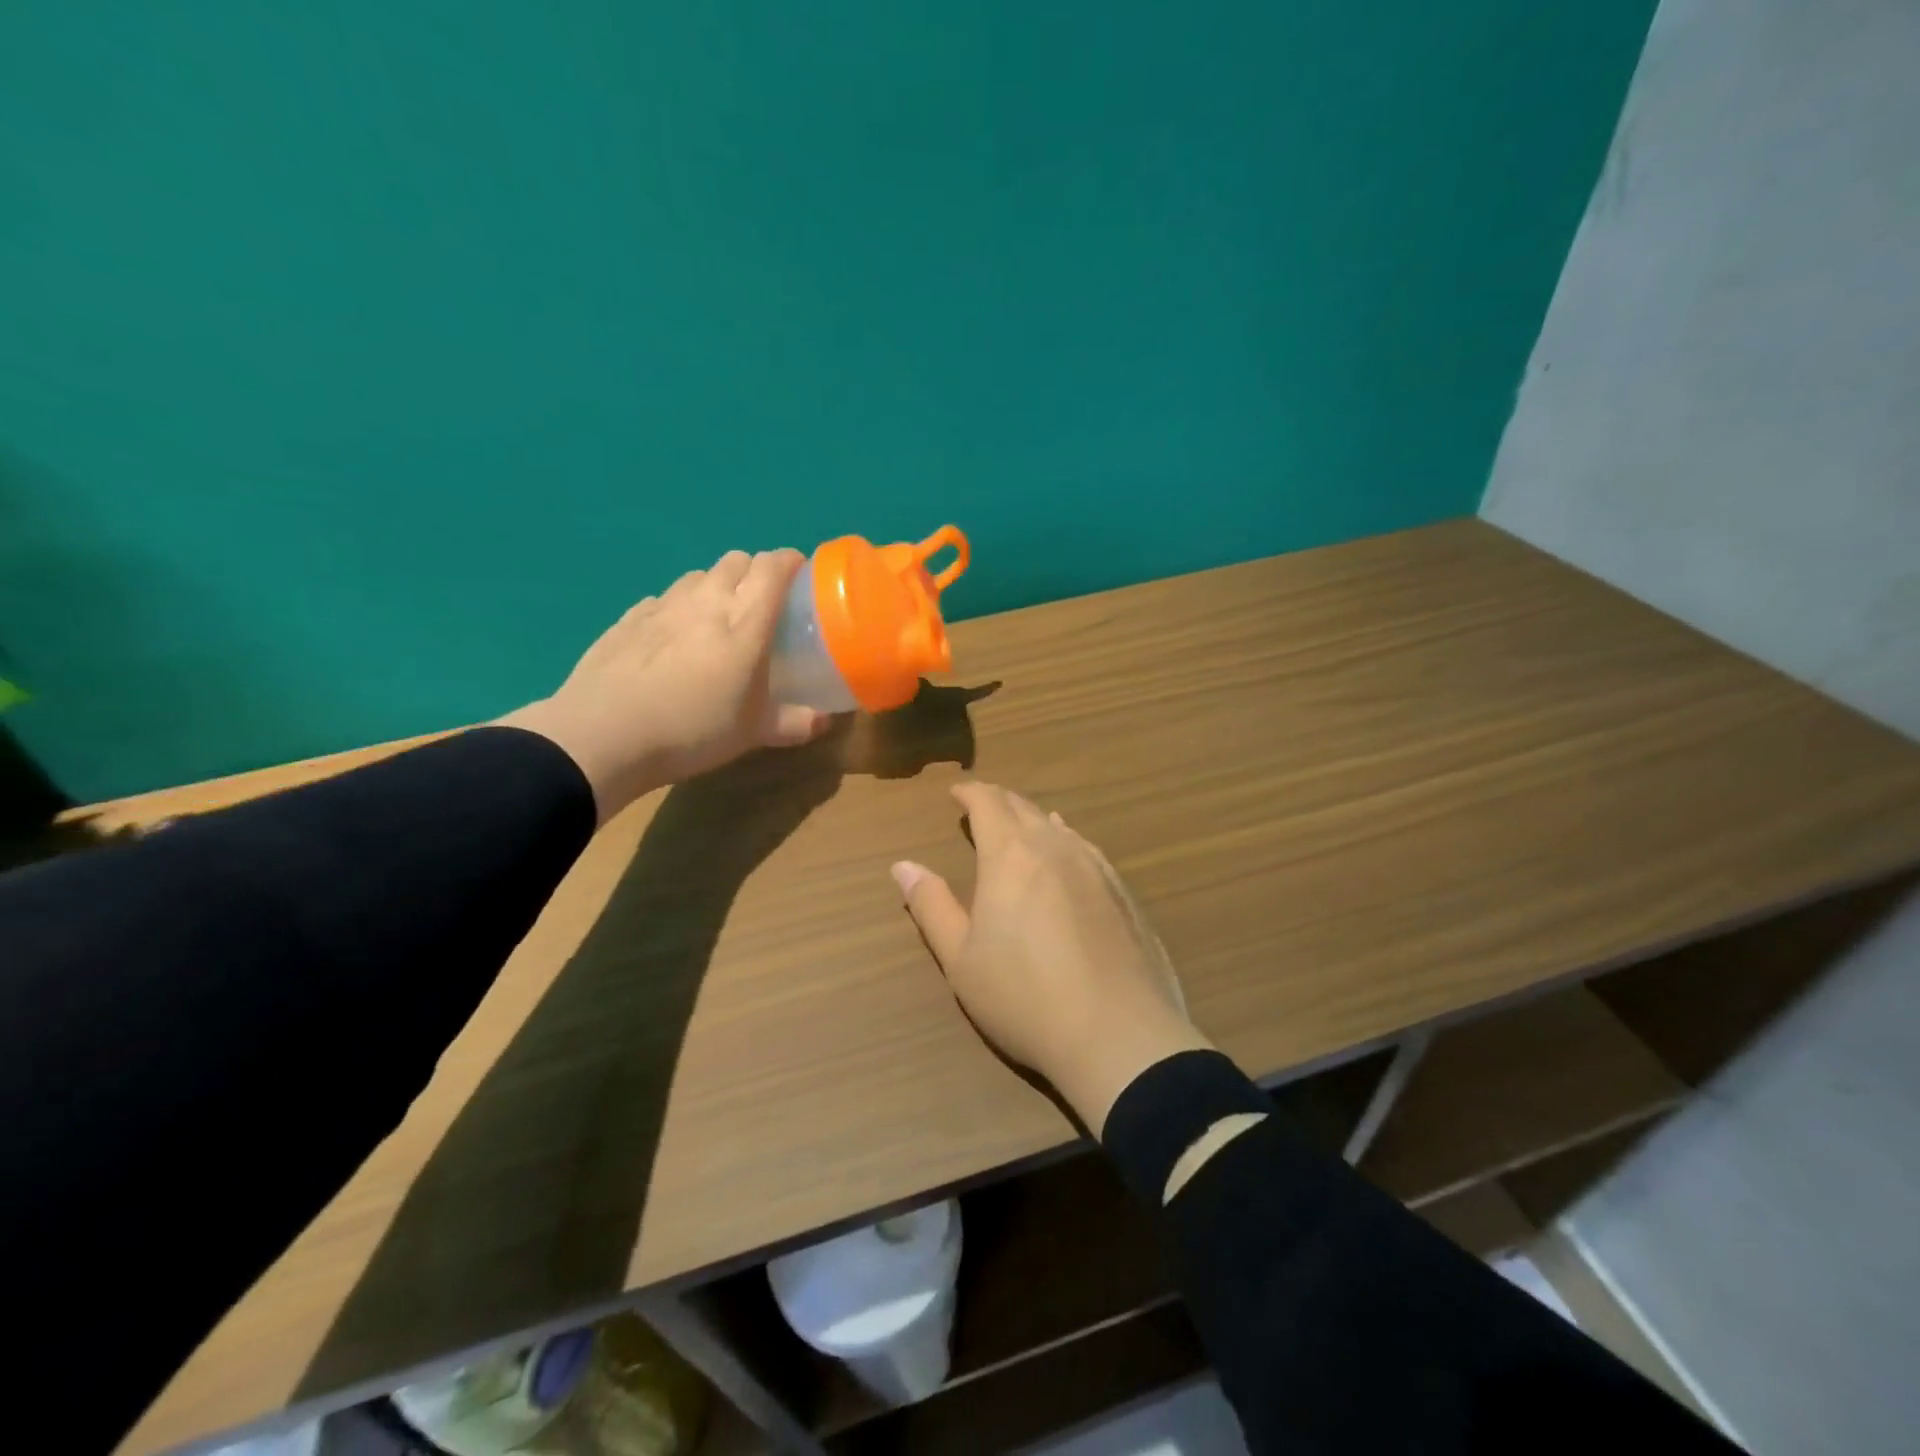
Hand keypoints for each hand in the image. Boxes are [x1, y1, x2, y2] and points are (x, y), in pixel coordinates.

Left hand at [502, 549, 829, 819]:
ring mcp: (663, 606)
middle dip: (755, 572)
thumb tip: (825, 720)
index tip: (801, 578)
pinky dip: (678, 608)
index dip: (791, 563)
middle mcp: (706, 601)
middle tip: (762, 605)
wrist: (603, 736)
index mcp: (745, 622)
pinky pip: (663, 599)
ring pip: (699, 575)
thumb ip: (794, 723)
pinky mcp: (629, 618)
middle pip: (737, 560)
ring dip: (716, 586)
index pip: (773, 567)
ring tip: (717, 620)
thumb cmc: (692, 730)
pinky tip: (673, 638)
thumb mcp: (753, 734)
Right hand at [891, 782, 1212, 1134]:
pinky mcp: (1124, 894)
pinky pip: (1088, 850)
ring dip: (1035, 819)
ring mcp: (1097, 868)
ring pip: (1060, 827)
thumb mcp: (961, 958)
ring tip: (1023, 824)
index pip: (988, 803)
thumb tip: (903, 865)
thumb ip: (932, 906)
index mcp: (1010, 855)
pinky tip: (1071, 855)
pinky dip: (1068, 841)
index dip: (969, 792)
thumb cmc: (1024, 996)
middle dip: (999, 802)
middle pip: (1024, 808)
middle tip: (982, 806)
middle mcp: (1056, 848)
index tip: (955, 792)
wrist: (1119, 1035)